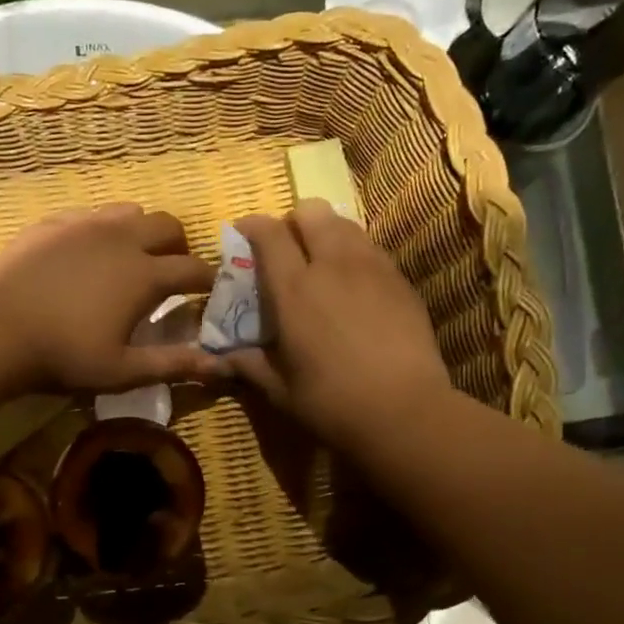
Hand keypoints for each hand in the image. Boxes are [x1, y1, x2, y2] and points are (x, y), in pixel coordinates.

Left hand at [0, 204, 222, 391]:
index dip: (209, 280)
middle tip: (171, 271)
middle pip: (168, 225)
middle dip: (179, 245)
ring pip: (129, 211)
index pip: (194, 269)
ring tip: (130, 257)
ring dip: (141, 231)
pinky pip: (90, 214)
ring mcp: (85, 224)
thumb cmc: (64, 355)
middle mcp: (122, 238)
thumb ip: (173, 364)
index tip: (211, 291)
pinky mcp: (53, 222)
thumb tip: (220, 366)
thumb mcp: (122, 370)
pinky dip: (102, 230)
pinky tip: (87, 253)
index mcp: (145, 274)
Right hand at [230, 200, 453, 449]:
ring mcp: (372, 268)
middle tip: (287, 248)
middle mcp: (332, 265)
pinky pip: (371, 248)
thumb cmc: (331, 402)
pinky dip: (355, 253)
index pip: (269, 234)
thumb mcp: (279, 389)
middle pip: (311, 212)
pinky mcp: (400, 280)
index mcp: (294, 289)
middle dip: (294, 221)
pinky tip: (354, 286)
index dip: (252, 226)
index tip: (243, 232)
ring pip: (345, 224)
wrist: (404, 411)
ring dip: (326, 233)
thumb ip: (248, 365)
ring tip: (322, 262)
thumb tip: (220, 359)